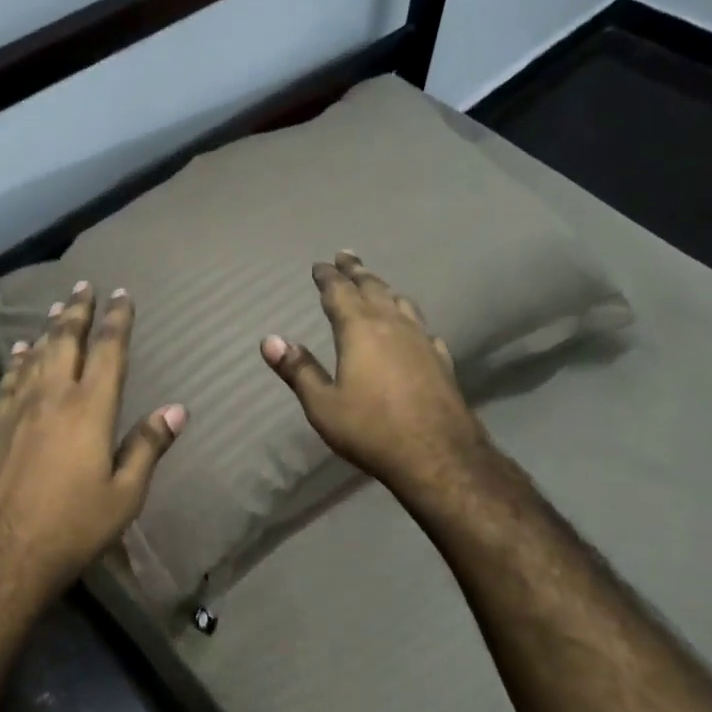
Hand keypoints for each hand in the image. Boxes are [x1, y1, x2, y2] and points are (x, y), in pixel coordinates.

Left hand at [0, 282, 185, 614]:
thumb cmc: (71, 530)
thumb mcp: (123, 496)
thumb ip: (147, 447)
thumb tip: (176, 409)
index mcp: (89, 410)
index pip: (107, 351)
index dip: (116, 319)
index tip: (121, 294)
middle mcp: (51, 397)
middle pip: (65, 341)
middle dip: (78, 310)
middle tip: (84, 285)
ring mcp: (16, 410)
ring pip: (35, 356)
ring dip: (49, 329)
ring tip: (57, 308)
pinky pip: (9, 379)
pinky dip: (18, 360)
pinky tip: (19, 351)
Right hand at [262, 251, 491, 500]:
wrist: (437, 455)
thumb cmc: (370, 429)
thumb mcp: (322, 404)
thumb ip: (298, 370)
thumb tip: (270, 340)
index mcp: (359, 330)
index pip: (339, 293)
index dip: (328, 277)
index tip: (320, 264)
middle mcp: (392, 325)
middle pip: (373, 288)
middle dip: (357, 271)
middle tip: (346, 256)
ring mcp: (421, 341)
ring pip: (401, 303)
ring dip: (385, 289)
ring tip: (377, 284)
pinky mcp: (441, 361)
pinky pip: (423, 330)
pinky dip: (411, 321)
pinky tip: (415, 330)